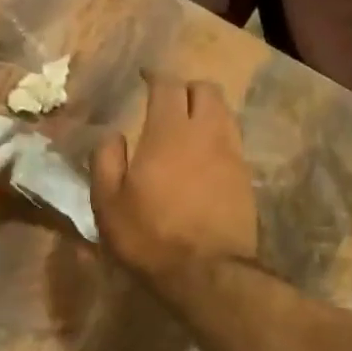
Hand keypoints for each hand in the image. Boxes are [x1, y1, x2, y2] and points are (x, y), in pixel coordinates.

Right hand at [91, 73, 258, 294]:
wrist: (207, 274)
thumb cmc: (149, 235)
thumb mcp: (107, 201)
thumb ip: (106, 159)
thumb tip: (112, 134)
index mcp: (168, 132)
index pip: (167, 86)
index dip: (155, 76)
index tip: (144, 77)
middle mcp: (206, 133)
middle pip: (206, 90)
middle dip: (185, 87)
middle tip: (166, 100)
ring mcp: (232, 155)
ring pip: (224, 113)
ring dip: (205, 110)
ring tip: (185, 126)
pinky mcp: (246, 178)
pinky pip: (231, 141)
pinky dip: (216, 137)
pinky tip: (201, 157)